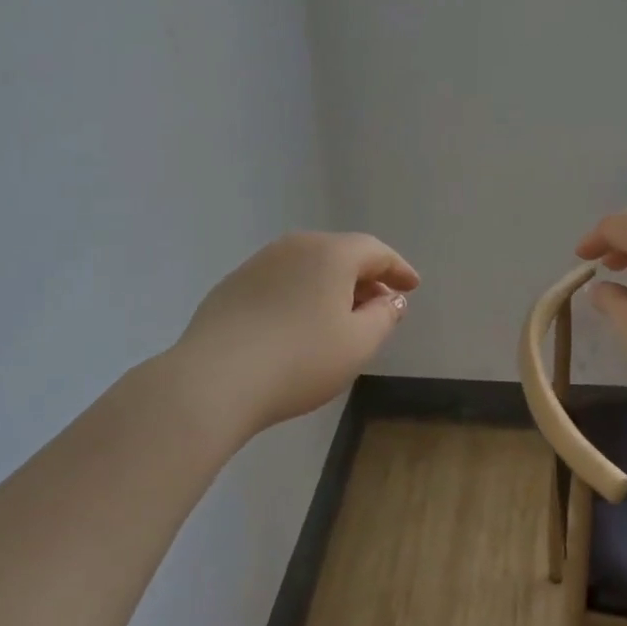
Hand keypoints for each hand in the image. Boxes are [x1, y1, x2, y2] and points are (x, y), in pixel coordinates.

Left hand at [166, 231, 419, 437]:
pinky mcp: (233, 285)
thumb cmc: (300, 360)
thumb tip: (390, 298)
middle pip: (341, 254)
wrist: (214, 379)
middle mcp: (295, 246)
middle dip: (365, 277)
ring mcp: (259, 263)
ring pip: (308, 266)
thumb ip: (383, 316)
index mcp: (331, 253)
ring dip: (331, 286)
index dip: (398, 269)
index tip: (412, 287)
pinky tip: (298, 324)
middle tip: (380, 304)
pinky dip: (300, 294)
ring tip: (341, 317)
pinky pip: (281, 281)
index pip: (375, 251)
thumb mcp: (358, 344)